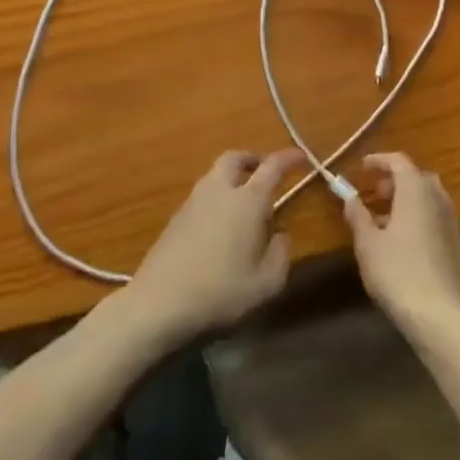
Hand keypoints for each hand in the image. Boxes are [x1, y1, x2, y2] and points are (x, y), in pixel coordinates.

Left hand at [121, 150, 305, 347]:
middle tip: (264, 172)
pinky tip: (219, 226)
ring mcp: (192, 202)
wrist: (158, 304)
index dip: (289, 158)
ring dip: (231, 178)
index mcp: (247, 201)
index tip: (301, 156)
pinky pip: (201, 196)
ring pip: (214, 175)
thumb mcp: (266, 284)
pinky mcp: (174, 219)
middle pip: (234, 158)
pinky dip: (215, 198)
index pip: (272, 167)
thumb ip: (280, 254)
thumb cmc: (220, 293)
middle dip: (252, 159)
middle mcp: (219, 191)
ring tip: (243, 203)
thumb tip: (280, 233)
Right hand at [343, 153, 459, 337]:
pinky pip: (437, 219)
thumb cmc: (398, 273)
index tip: (362, 167)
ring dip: (407, 202)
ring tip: (385, 222)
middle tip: (375, 193)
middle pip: (418, 178)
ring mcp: (453, 222)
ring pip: (429, 199)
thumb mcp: (368, 244)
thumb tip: (349, 197)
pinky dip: (420, 219)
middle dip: (395, 181)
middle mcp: (439, 199)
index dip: (379, 160)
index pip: (399, 161)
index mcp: (416, 191)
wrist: (443, 317)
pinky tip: (405, 244)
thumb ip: (357, 216)